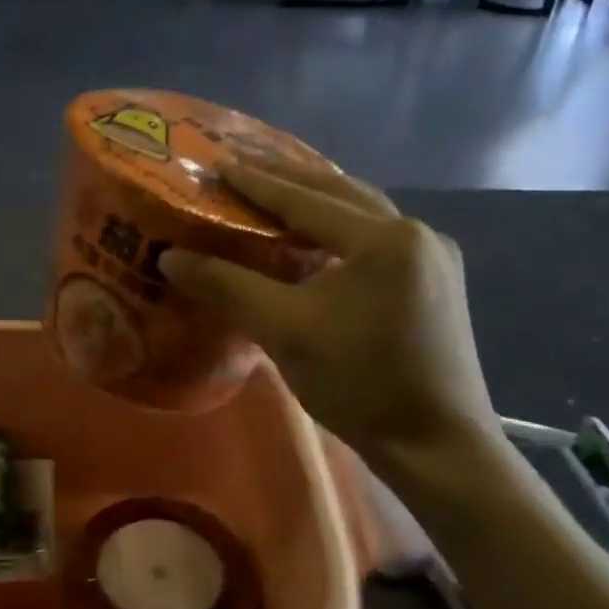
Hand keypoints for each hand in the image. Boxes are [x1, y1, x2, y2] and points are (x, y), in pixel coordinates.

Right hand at [160, 159, 501, 472]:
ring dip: (320, 200)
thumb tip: (171, 256)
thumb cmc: (359, 383)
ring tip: (279, 189)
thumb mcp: (284, 330)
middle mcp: (416, 234)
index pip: (307, 200)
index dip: (258, 182)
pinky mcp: (438, 284)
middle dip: (291, 178)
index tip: (220, 163)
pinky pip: (379, 238)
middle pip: (342, 193)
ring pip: (364, 214)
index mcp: (383, 239)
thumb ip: (227, 286)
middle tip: (246, 164)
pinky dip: (342, 227)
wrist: (436, 445)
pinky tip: (321, 237)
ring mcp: (434, 258)